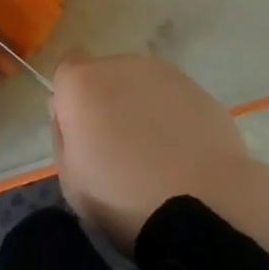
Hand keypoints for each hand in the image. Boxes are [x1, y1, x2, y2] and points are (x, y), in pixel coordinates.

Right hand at [50, 50, 251, 252]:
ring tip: (156, 156)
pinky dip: (175, 118)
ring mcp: (165, 73)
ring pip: (143, 85)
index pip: (68, 67)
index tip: (82, 130)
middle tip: (119, 150)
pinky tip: (184, 155)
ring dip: (142, 108)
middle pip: (107, 76)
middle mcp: (122, 64)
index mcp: (83, 83)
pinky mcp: (199, 88)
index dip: (73, 97)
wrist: (203, 205)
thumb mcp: (70, 179)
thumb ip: (65, 134)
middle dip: (109, 102)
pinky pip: (175, 99)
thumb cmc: (123, 198)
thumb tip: (73, 115)